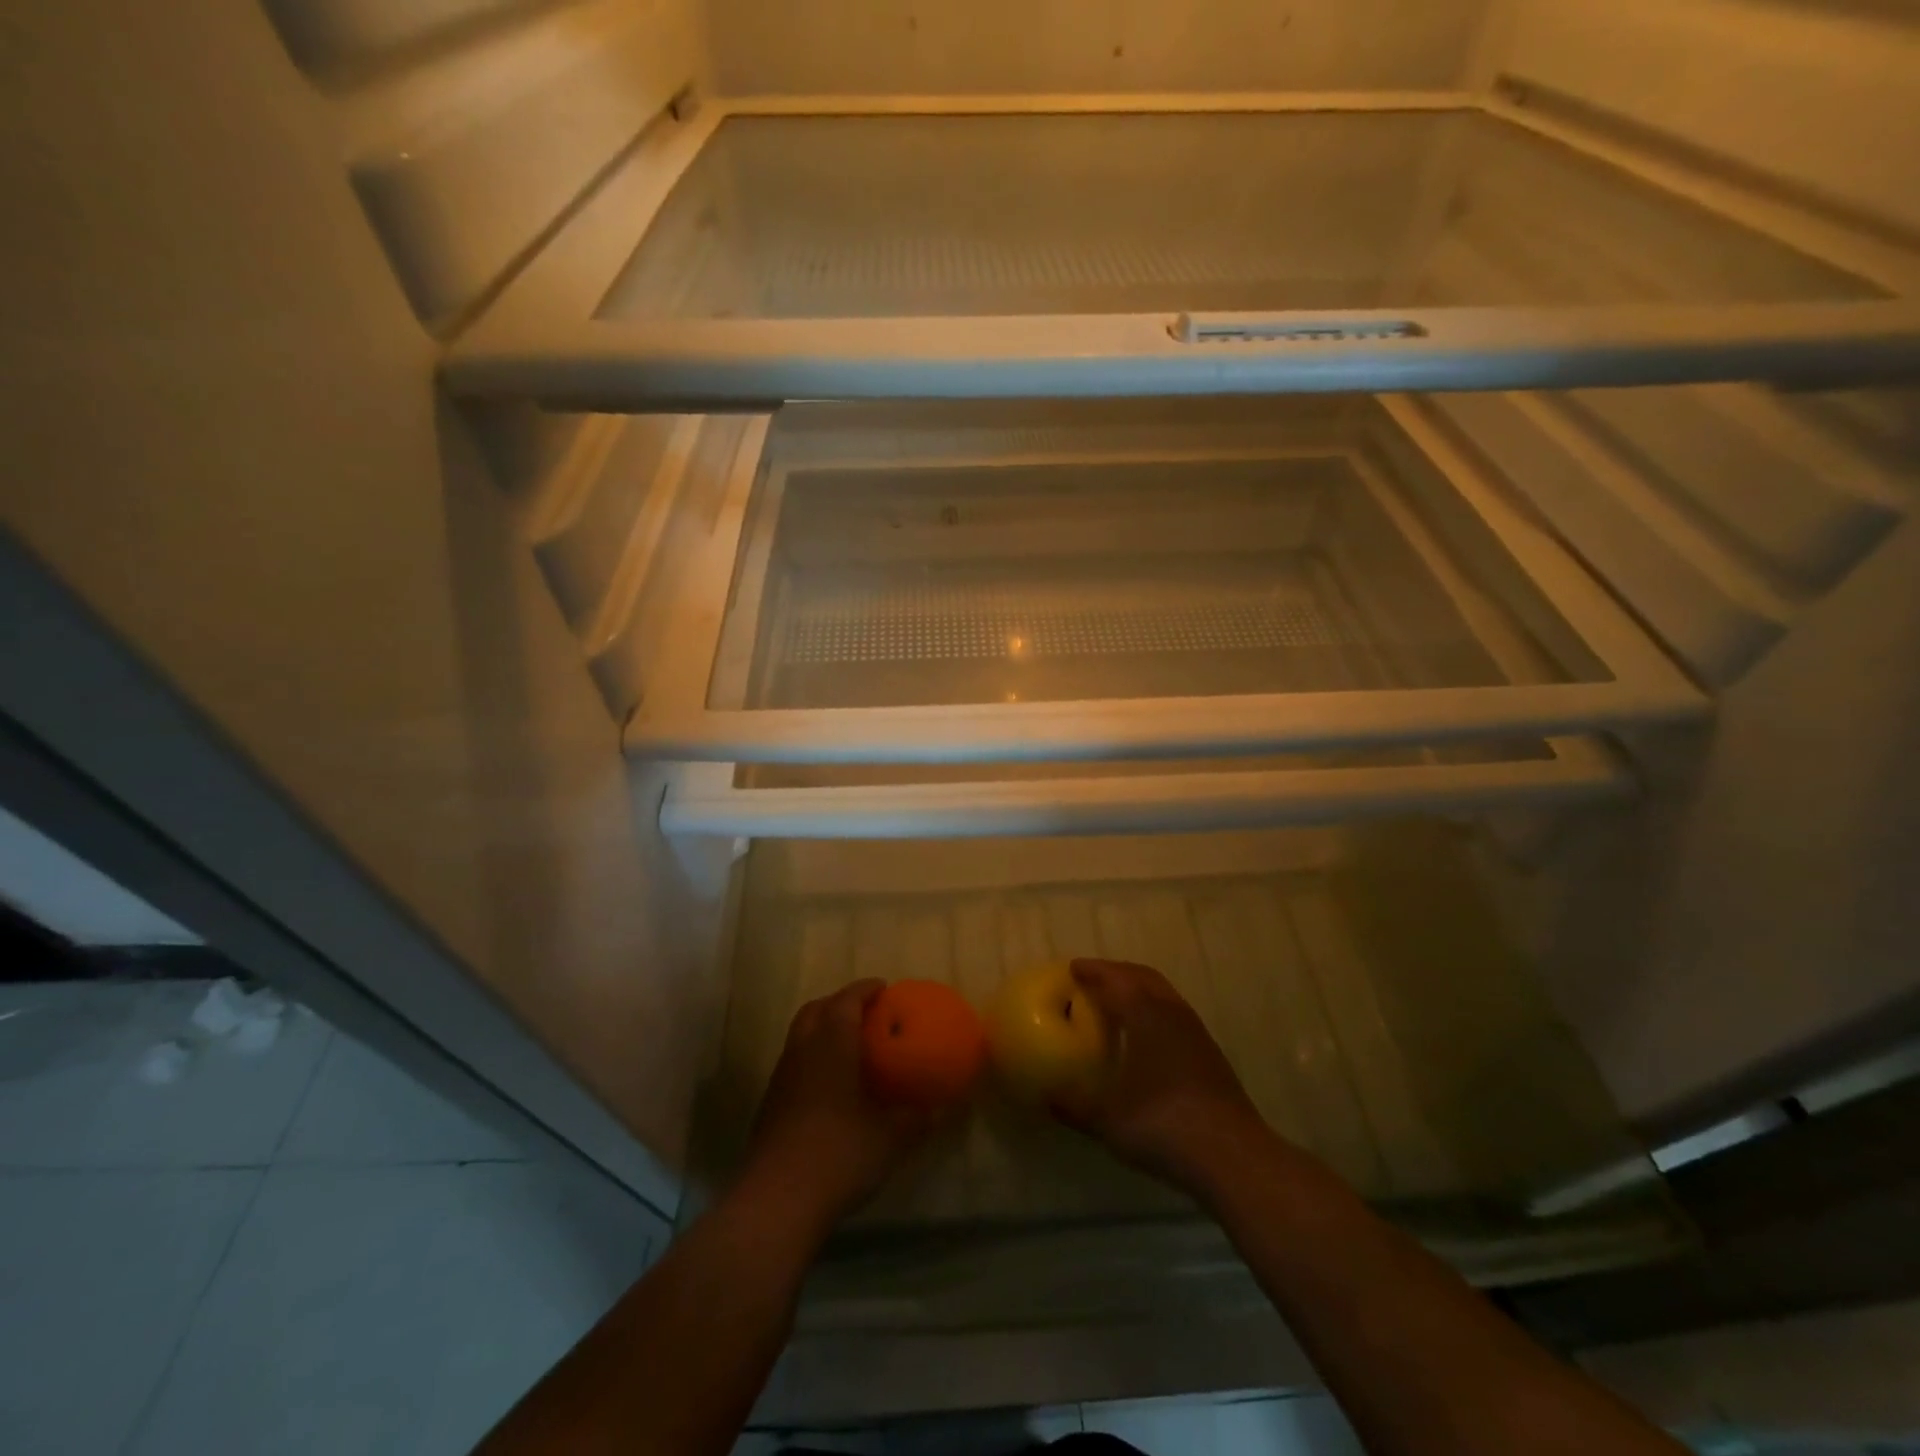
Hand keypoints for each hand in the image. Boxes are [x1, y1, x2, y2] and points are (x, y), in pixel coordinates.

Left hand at [740, 980, 931, 1232]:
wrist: (777, 1200)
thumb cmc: (839, 1154)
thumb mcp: (890, 1139)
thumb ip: (917, 1119)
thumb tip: (942, 1108)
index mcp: (831, 1044)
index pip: (846, 1000)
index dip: (864, 990)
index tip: (883, 988)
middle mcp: (802, 1051)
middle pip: (816, 1010)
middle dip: (839, 1003)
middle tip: (865, 1013)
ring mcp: (781, 1078)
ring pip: (800, 1036)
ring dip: (822, 1031)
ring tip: (849, 1047)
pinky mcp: (770, 1106)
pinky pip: (793, 1064)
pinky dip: (812, 1060)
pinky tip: (830, 1087)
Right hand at [1053, 959, 1275, 1200]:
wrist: (1233, 1156)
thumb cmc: (1163, 1126)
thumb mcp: (1108, 1121)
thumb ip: (1074, 1107)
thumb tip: (1045, 1099)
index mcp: (1145, 1015)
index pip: (1115, 980)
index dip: (1092, 971)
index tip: (1073, 968)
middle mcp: (1172, 1013)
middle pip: (1142, 977)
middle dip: (1116, 972)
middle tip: (1092, 978)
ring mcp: (1196, 1032)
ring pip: (1163, 993)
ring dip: (1138, 989)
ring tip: (1118, 1001)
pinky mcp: (1210, 1054)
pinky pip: (1175, 1014)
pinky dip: (1154, 1009)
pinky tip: (1146, 1035)